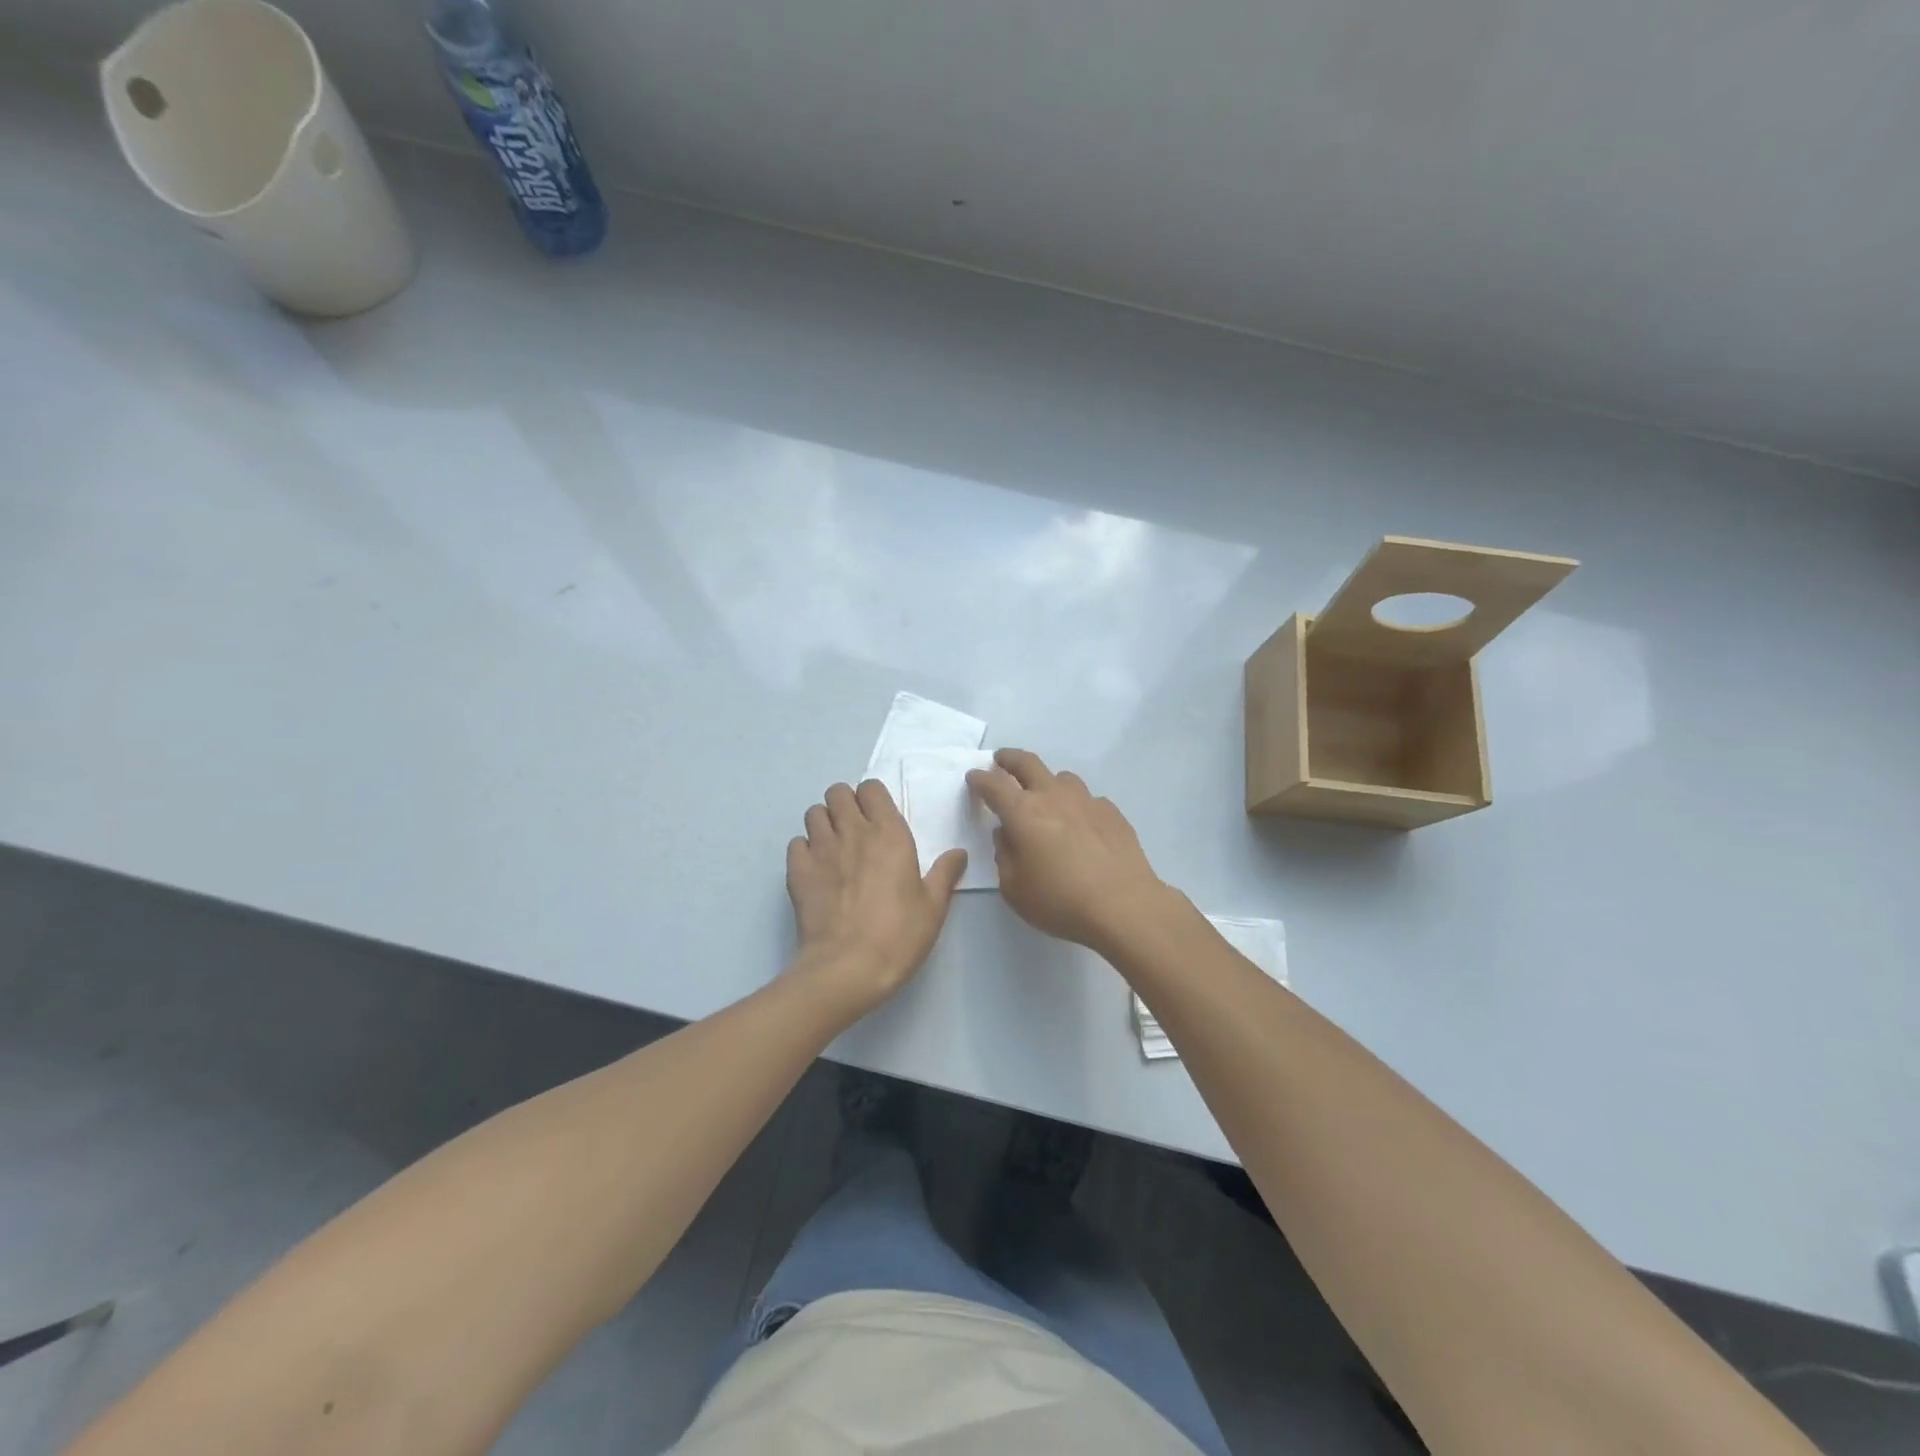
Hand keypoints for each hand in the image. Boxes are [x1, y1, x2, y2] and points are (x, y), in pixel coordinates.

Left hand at [786, 779, 967, 1017]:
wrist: (847, 968)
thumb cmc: (898, 935)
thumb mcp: (933, 907)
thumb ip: (945, 874)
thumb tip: (958, 853)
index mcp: (889, 834)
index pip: (872, 788)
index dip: (874, 798)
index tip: (880, 818)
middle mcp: (852, 832)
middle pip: (838, 792)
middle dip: (846, 804)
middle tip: (857, 829)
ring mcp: (820, 849)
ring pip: (815, 812)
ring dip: (825, 822)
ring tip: (835, 847)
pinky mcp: (797, 871)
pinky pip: (796, 842)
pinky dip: (805, 849)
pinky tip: (816, 869)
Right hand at [966, 749, 1169, 952]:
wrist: (1123, 905)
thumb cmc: (1060, 901)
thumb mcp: (1014, 888)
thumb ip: (1004, 855)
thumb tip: (1007, 834)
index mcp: (1023, 812)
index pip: (994, 784)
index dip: (980, 778)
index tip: (973, 777)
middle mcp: (1053, 796)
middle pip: (1027, 763)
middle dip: (1009, 759)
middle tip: (1001, 761)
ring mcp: (1086, 801)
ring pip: (1062, 777)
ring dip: (1047, 781)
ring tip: (1045, 797)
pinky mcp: (1112, 812)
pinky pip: (1088, 800)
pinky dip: (1077, 806)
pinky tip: (1081, 825)